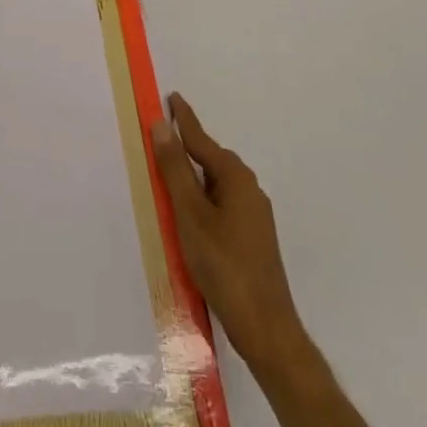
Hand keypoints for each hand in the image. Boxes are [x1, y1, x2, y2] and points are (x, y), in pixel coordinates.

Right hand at [150, 92, 302, 369]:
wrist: (266, 329)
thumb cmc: (224, 265)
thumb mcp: (190, 214)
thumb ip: (174, 169)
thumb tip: (161, 125)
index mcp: (235, 177)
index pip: (201, 139)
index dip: (183, 119)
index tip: (171, 97)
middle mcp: (249, 189)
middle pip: (211, 159)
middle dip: (187, 149)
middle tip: (160, 143)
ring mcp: (254, 215)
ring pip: (217, 185)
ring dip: (194, 179)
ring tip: (169, 182)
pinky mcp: (254, 238)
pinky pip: (222, 204)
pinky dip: (203, 201)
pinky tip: (191, 218)